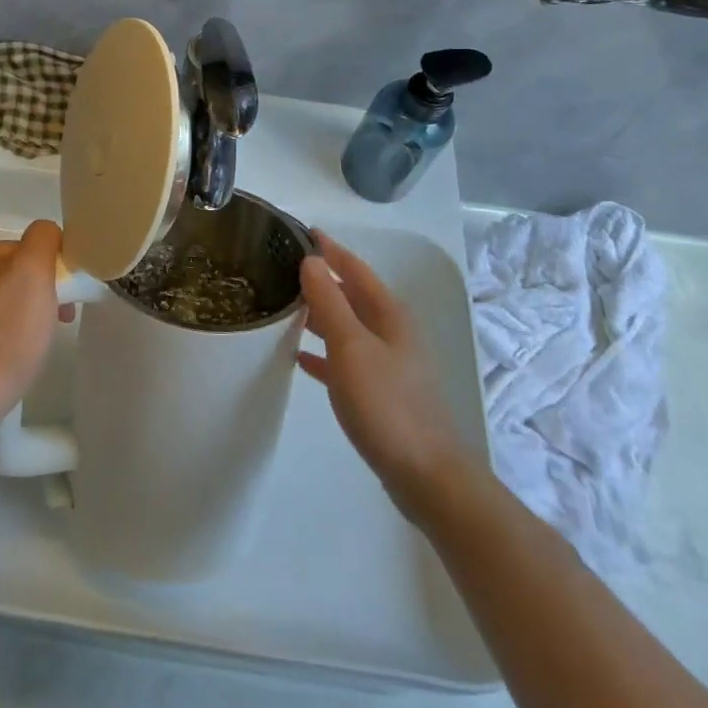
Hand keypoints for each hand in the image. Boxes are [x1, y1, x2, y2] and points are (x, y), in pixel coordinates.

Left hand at [0, 220, 65, 423]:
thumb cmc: (6, 330)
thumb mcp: (34, 270)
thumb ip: (42, 238)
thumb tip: (45, 235)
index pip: (19, 247)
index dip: (46, 268)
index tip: (62, 294)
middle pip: (10, 273)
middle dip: (37, 291)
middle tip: (58, 318)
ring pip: (1, 300)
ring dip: (25, 312)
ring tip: (38, 339)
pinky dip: (7, 333)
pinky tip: (16, 352)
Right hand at [298, 230, 475, 523]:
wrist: (427, 476)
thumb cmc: (387, 404)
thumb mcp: (351, 347)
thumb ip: (329, 302)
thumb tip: (311, 260)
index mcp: (388, 313)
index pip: (354, 267)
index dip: (328, 248)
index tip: (299, 230)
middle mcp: (390, 331)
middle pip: (351, 294)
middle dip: (320, 278)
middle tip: (280, 267)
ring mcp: (387, 362)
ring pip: (346, 325)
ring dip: (319, 313)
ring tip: (283, 305)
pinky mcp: (380, 392)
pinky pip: (345, 359)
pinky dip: (323, 351)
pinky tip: (300, 357)